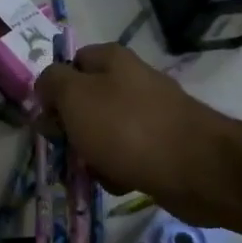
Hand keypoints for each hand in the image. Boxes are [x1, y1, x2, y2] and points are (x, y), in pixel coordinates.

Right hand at [36, 44, 240, 227]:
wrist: (195, 169)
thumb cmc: (126, 127)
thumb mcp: (75, 96)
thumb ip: (52, 83)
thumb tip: (46, 85)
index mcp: (112, 60)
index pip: (72, 62)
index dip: (54, 87)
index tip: (46, 116)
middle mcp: (133, 81)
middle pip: (86, 102)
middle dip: (72, 128)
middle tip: (67, 147)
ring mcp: (151, 114)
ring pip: (104, 133)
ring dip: (92, 155)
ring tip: (95, 170)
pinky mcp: (163, 146)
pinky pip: (127, 156)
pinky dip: (118, 171)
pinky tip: (120, 182)